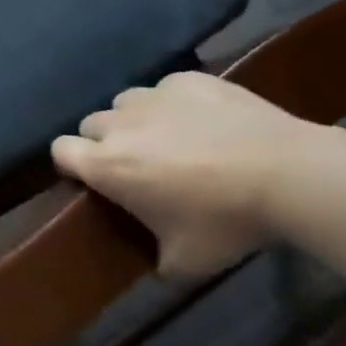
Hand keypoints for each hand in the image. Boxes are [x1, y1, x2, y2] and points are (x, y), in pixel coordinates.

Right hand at [52, 71, 309, 275]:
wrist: (286, 173)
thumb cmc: (226, 221)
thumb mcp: (187, 262)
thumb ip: (158, 261)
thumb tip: (157, 265)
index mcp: (107, 166)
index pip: (59, 150)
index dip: (70, 164)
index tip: (92, 178)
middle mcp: (120, 124)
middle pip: (91, 124)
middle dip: (104, 142)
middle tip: (136, 164)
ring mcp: (154, 96)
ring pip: (125, 102)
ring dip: (135, 120)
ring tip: (168, 138)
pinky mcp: (187, 79)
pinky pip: (165, 89)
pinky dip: (173, 104)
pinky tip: (203, 121)